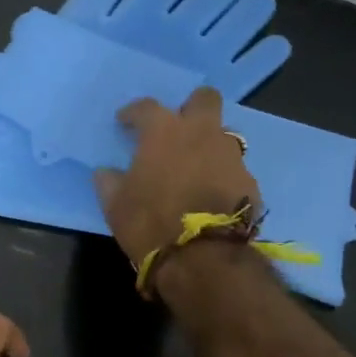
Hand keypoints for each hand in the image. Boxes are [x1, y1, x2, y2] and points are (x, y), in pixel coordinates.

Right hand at [94, 87, 262, 265]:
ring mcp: (231, 157)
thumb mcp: (115, 206)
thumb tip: (106, 172)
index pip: (146, 107)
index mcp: (164, 132)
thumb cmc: (149, 223)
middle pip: (204, 100)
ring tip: (194, 169)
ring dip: (209, 145)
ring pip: (223, 135)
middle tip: (177, 129)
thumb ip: (109, 182)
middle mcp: (202, 134)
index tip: (125, 122)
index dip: (133, 114)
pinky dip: (221, 177)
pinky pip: (233, 170)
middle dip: (191, 108)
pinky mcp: (249, 183)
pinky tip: (210, 197)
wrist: (201, 256)